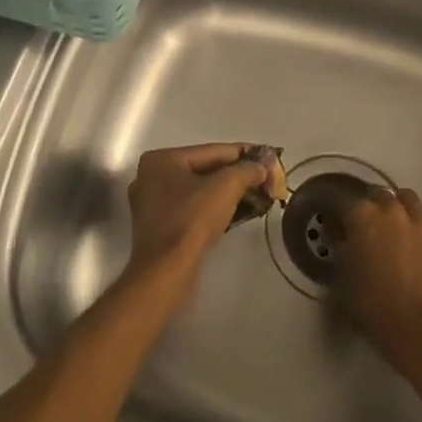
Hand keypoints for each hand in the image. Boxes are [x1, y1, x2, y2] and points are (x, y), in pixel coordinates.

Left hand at [123, 143, 269, 286]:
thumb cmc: (191, 220)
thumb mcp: (225, 187)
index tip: (270, 157)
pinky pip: (192, 209)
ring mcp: (153, 204)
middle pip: (205, 170)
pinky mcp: (159, 228)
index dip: (245, 153)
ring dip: (228, 193)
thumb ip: (247, 170)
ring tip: (258, 196)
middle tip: (267, 179)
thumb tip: (263, 166)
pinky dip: (214, 208)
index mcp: (162, 159)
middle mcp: (152, 177)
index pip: (212, 150)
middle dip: (238, 175)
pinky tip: (237, 213)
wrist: (166, 271)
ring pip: (199, 191)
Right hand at [335, 187, 421, 368]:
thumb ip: (339, 253)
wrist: (421, 326)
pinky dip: (415, 221)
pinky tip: (411, 238)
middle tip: (360, 224)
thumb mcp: (340, 281)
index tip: (327, 216)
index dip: (331, 206)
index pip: (338, 198)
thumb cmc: (372, 305)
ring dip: (395, 206)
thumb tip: (341, 242)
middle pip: (375, 194)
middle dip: (366, 205)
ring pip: (405, 198)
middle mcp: (389, 209)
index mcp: (360, 215)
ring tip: (390, 224)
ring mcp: (418, 221)